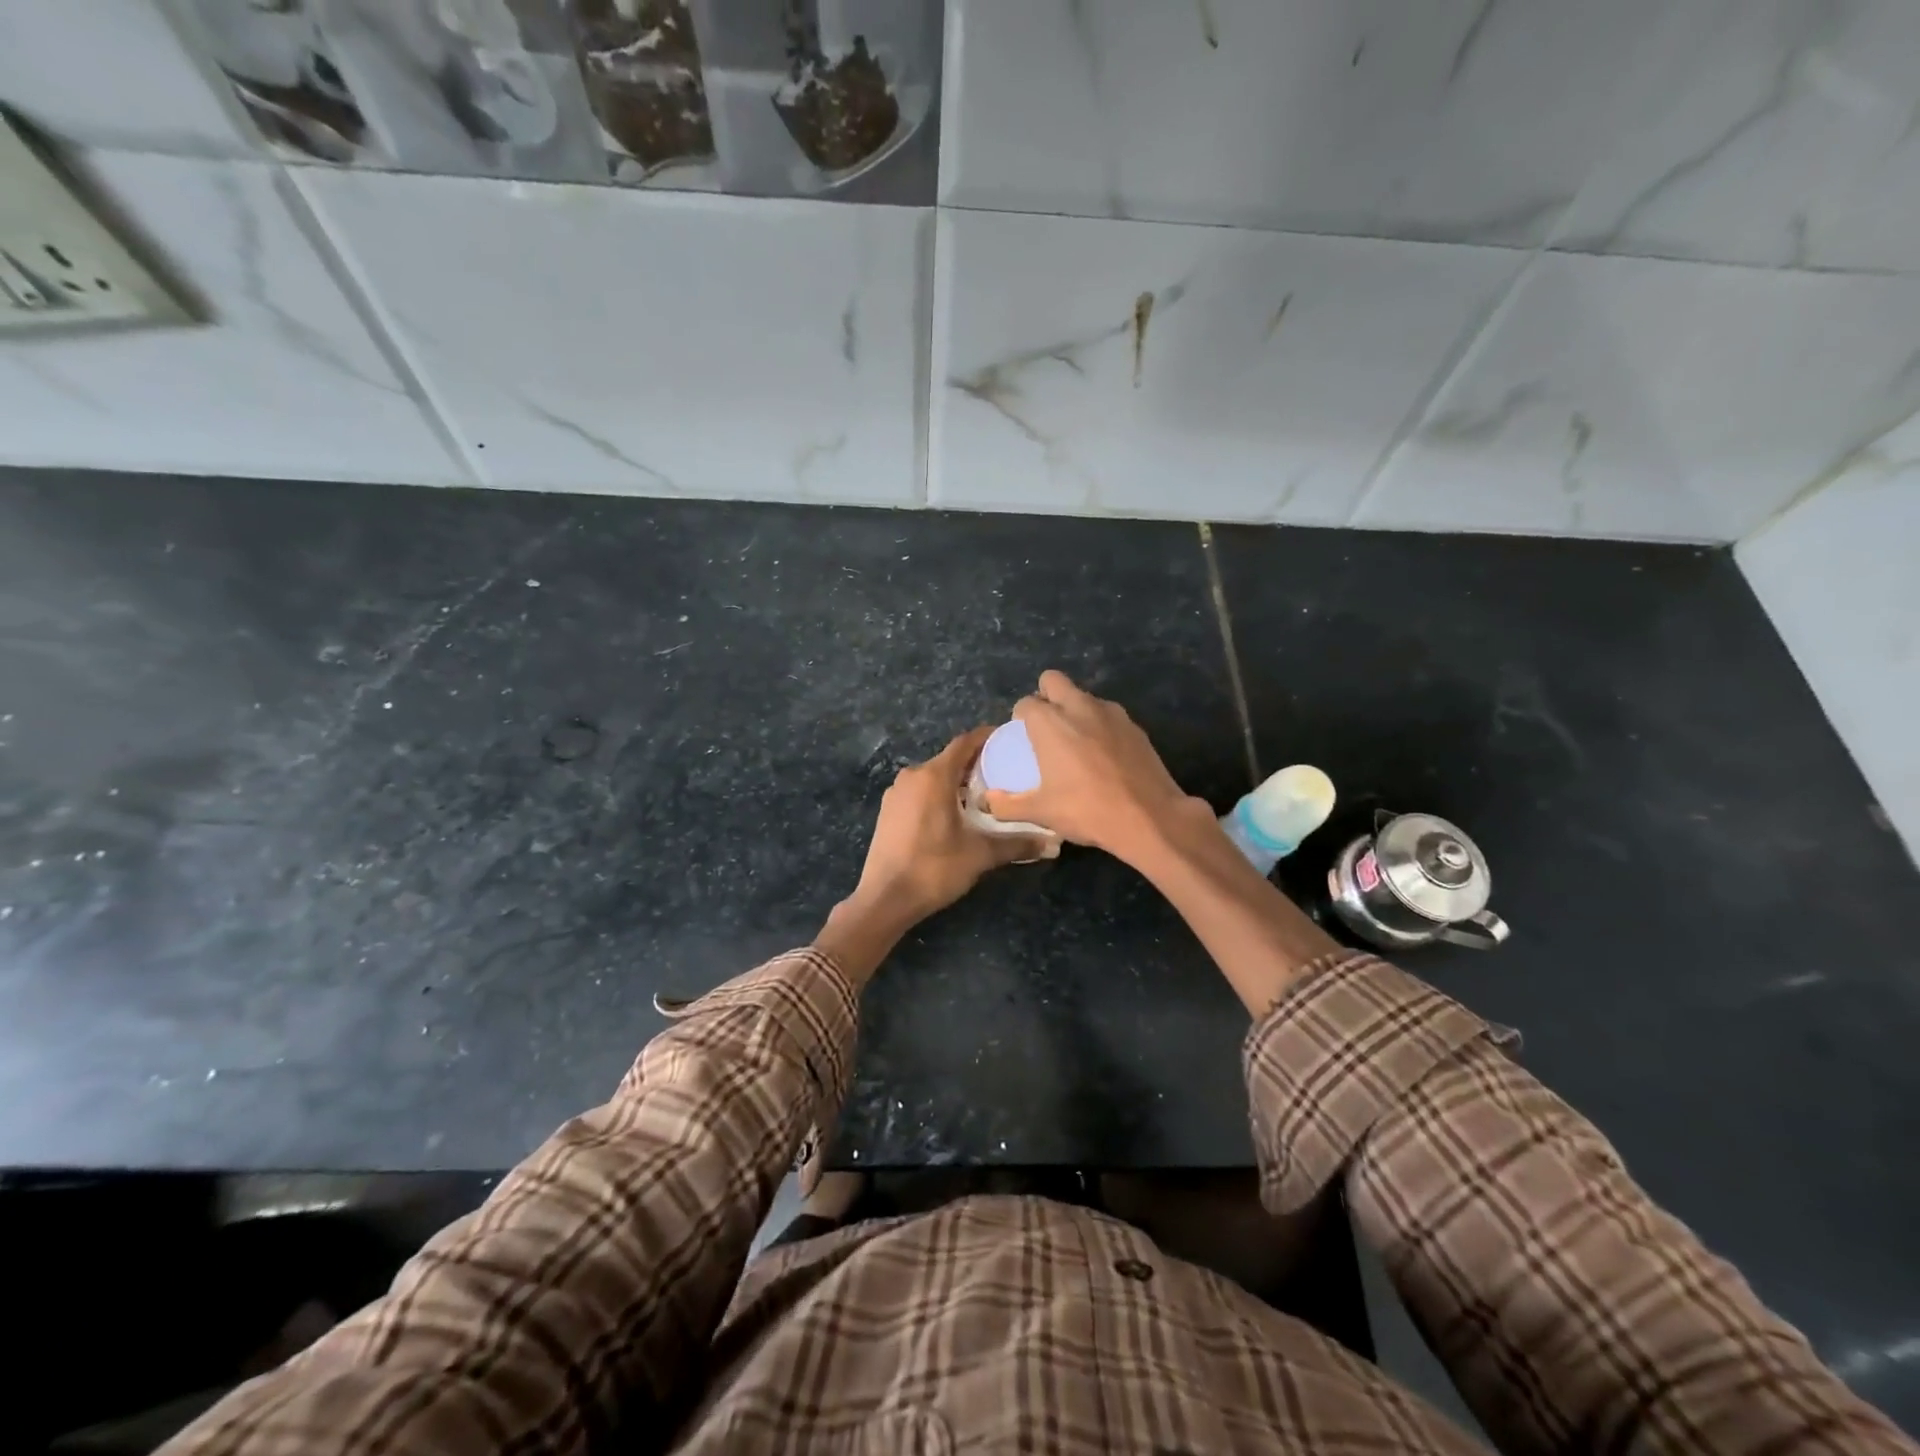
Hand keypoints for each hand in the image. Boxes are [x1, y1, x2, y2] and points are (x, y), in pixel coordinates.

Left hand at [850, 726, 1046, 924]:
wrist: (885, 899)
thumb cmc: (934, 868)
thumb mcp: (980, 855)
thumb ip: (1017, 843)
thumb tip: (1053, 843)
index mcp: (934, 776)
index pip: (965, 743)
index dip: (988, 738)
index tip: (1010, 741)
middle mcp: (913, 776)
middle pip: (950, 760)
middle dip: (977, 764)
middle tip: (1005, 775)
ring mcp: (896, 793)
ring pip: (933, 777)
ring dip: (957, 782)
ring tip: (985, 798)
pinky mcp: (888, 811)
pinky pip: (920, 792)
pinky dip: (939, 795)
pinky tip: (956, 815)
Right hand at [982, 670, 1201, 863]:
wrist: (1149, 817)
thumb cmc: (1087, 810)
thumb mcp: (1041, 812)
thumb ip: (1008, 804)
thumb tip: (988, 801)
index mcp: (1050, 723)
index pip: (1026, 703)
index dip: (1020, 717)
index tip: (1023, 737)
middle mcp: (1079, 707)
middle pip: (1054, 680)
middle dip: (1045, 695)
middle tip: (1046, 727)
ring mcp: (1111, 714)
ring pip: (1084, 696)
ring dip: (1075, 709)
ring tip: (1076, 742)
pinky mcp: (1135, 726)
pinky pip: (1109, 715)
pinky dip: (1100, 726)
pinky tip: (1104, 755)